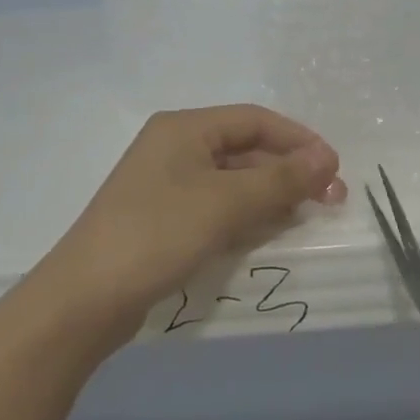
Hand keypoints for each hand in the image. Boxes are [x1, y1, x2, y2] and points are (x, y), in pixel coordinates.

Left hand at [39, 105, 345, 349]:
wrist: (86, 299)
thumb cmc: (157, 234)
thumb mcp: (225, 203)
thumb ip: (279, 180)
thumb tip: (326, 158)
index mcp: (184, 128)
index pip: (255, 120)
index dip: (298, 139)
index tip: (334, 167)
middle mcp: (175, 149)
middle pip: (246, 149)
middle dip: (289, 170)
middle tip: (330, 197)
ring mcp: (168, 186)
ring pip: (234, 180)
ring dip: (272, 193)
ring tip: (308, 215)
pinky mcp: (166, 220)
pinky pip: (218, 207)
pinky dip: (248, 214)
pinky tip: (271, 230)